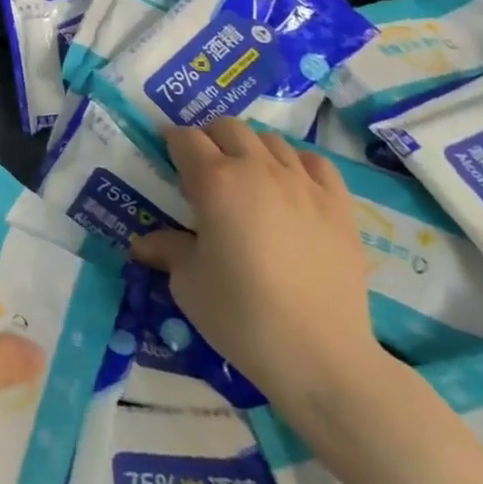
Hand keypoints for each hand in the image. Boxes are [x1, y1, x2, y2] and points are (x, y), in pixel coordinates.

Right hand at [132, 119, 386, 417]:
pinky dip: (296, 164)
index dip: (171, 143)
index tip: (166, 159)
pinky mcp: (339, 206)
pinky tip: (290, 188)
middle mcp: (258, 169)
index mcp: (214, 182)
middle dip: (210, 139)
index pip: (185, 138)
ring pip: (271, 140)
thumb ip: (168, 250)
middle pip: (228, 127)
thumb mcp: (189, 284)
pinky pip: (314, 162)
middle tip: (203, 170)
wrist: (322, 356)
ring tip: (247, 179)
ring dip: (251, 149)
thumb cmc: (242, 317)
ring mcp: (303, 184)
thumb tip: (143, 244)